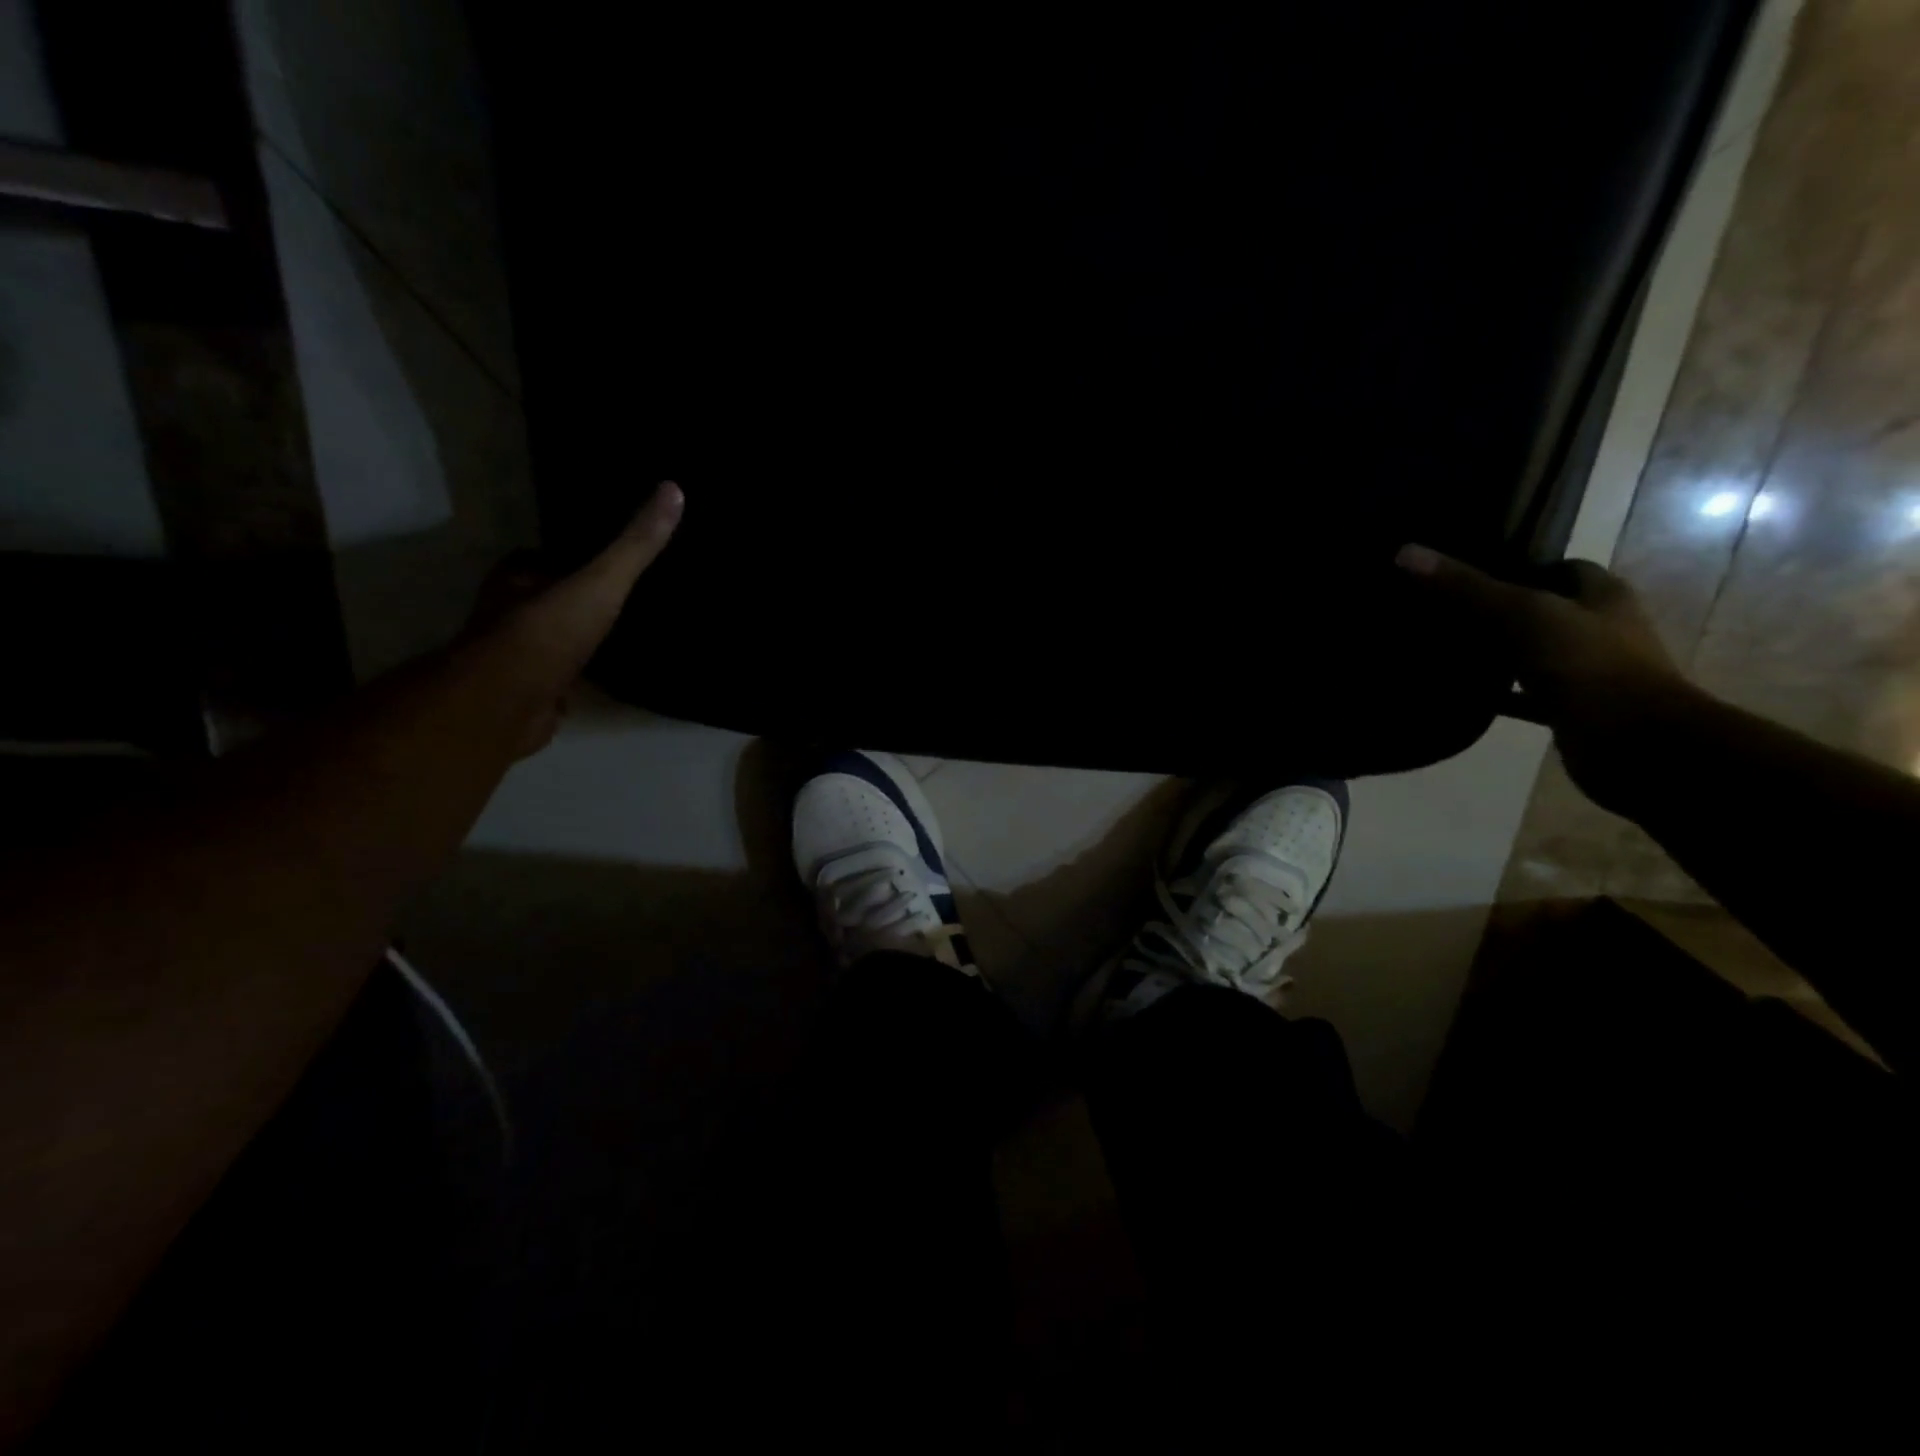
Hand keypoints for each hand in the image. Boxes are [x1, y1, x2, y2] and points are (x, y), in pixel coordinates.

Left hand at [468, 480, 683, 755]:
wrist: (508, 705)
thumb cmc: (548, 633)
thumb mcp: (601, 582)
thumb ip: (635, 545)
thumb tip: (673, 489)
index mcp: (516, 580)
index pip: (541, 558)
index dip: (569, 556)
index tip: (604, 557)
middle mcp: (510, 614)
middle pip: (548, 598)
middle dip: (576, 599)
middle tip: (622, 596)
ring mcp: (519, 657)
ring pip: (553, 639)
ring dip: (577, 640)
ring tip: (623, 635)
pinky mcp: (532, 695)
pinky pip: (561, 679)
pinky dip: (579, 678)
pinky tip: (608, 679)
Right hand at [1396, 544, 1700, 812]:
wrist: (1634, 742)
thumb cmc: (1586, 663)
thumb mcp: (1519, 614)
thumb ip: (1465, 586)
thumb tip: (1406, 551)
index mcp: (1603, 596)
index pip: (1563, 569)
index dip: (1521, 567)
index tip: (1472, 575)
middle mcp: (1601, 629)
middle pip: (1546, 611)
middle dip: (1502, 611)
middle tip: (1446, 611)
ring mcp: (1589, 671)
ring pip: (1535, 654)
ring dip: (1500, 654)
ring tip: (1446, 649)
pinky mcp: (1573, 710)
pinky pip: (1527, 697)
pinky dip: (1499, 696)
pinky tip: (1462, 694)